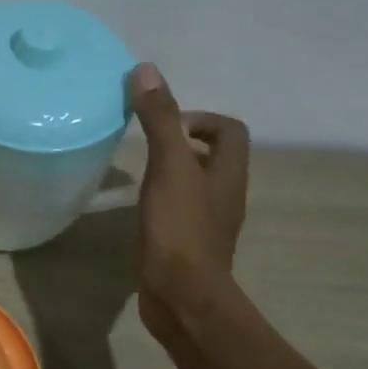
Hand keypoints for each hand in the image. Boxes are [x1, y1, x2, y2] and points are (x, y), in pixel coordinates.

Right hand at [129, 63, 249, 342]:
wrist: (182, 297)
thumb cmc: (179, 229)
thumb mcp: (168, 167)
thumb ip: (160, 120)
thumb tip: (147, 71)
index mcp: (228, 172)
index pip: (230, 130)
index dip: (201, 118)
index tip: (165, 126)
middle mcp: (225, 194)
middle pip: (213, 156)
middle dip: (181, 143)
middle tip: (146, 147)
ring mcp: (209, 222)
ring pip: (195, 184)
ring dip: (171, 172)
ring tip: (137, 174)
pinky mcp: (189, 245)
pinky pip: (181, 210)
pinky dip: (163, 200)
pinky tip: (139, 209)